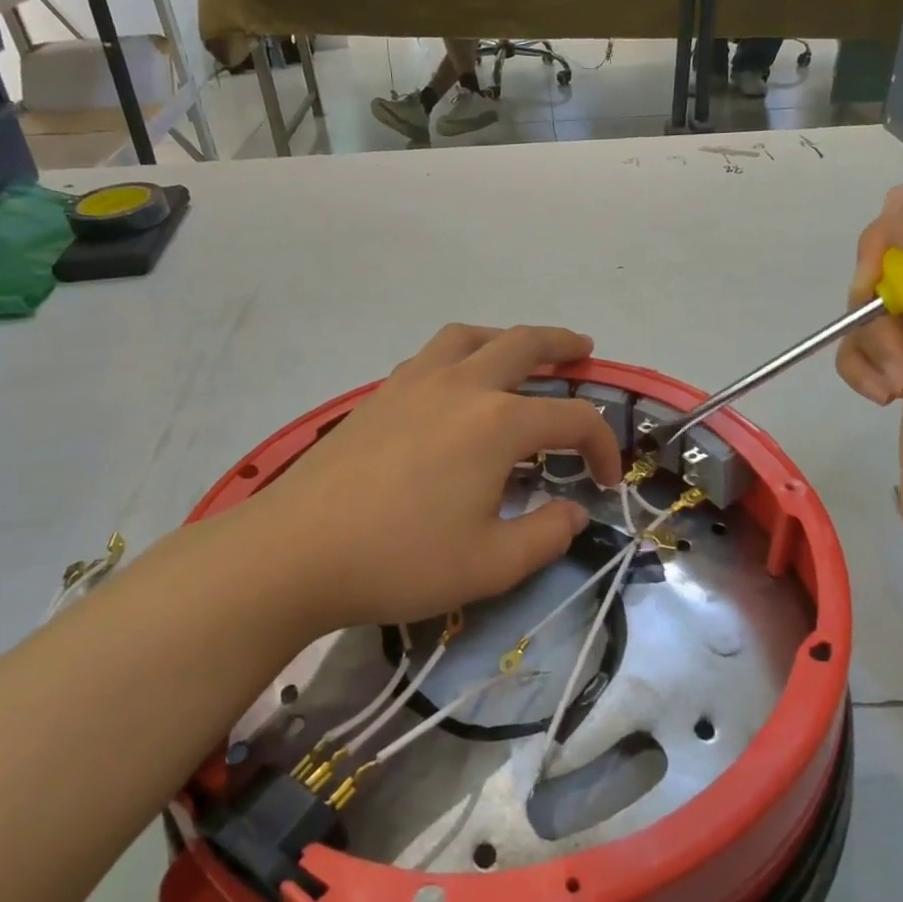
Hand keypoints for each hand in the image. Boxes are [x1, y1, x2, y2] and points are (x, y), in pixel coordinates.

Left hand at [222, 324, 621, 637]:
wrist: (294, 552)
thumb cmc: (400, 560)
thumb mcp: (491, 564)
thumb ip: (547, 535)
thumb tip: (575, 511)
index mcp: (498, 423)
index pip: (573, 419)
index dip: (603, 446)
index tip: (608, 482)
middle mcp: (461, 387)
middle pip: (524, 344)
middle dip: (563, 347)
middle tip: (584, 352)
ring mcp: (413, 383)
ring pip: (470, 336)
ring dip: (506, 338)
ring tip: (520, 355)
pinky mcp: (379, 396)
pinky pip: (432, 355)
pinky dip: (461, 354)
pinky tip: (457, 386)